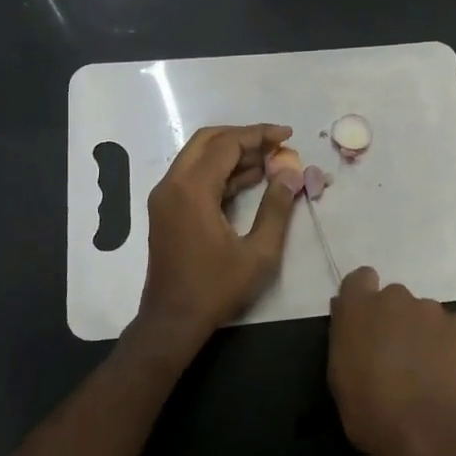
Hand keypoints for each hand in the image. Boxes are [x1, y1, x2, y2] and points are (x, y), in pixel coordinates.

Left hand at [137, 124, 297, 346]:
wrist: (172, 321)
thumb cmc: (216, 289)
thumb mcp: (258, 253)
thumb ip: (276, 208)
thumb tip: (290, 173)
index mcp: (192, 190)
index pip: (227, 144)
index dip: (259, 135)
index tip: (288, 136)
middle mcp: (172, 185)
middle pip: (208, 141)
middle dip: (244, 137)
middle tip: (276, 144)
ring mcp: (165, 197)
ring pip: (198, 156)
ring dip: (232, 153)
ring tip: (270, 161)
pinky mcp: (166, 209)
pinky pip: (193, 176)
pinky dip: (220, 171)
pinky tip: (250, 179)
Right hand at [328, 266, 455, 455]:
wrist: (426, 432)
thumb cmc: (370, 411)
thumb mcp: (339, 375)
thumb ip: (347, 338)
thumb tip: (353, 323)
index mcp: (359, 307)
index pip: (361, 278)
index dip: (364, 297)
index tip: (367, 322)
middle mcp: (396, 297)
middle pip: (395, 298)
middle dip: (395, 319)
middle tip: (397, 355)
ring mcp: (433, 310)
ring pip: (426, 314)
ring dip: (423, 333)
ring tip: (427, 370)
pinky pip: (454, 329)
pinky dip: (451, 345)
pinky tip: (449, 373)